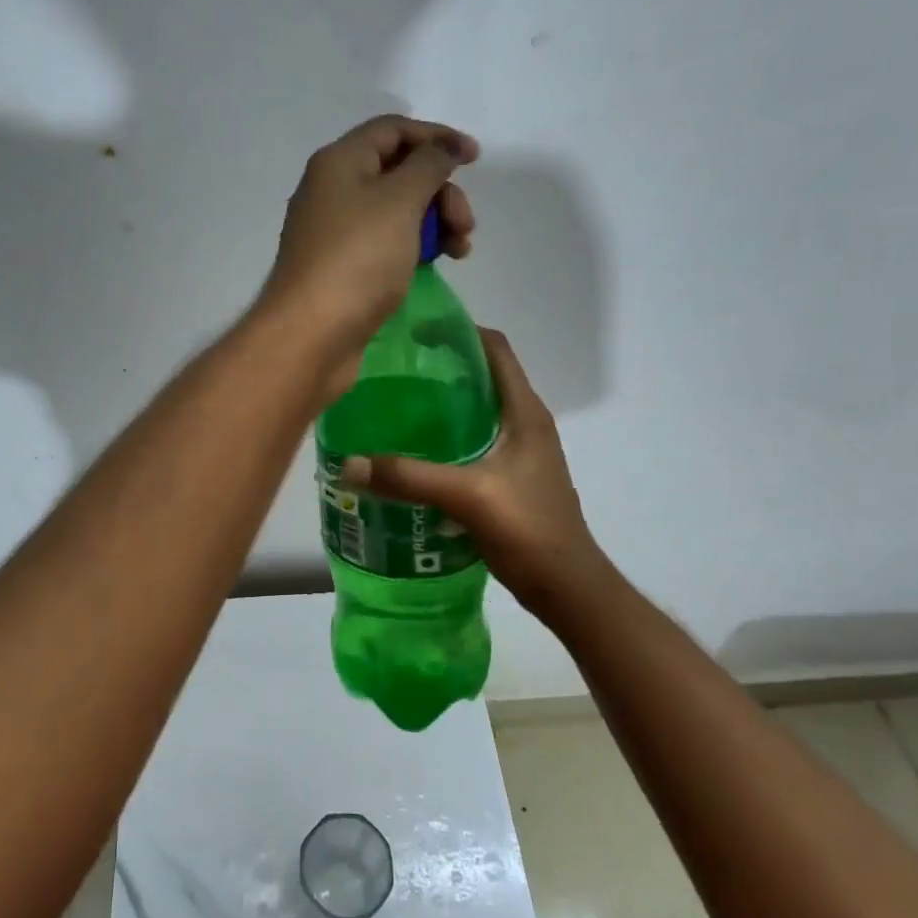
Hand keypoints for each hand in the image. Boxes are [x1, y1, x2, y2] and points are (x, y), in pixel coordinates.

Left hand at [260, 115, 476, 392]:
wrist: (312, 333)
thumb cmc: (357, 259)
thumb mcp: (400, 200)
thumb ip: (429, 165)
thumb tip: (444, 147)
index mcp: (339, 162)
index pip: (393, 130)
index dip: (437, 137)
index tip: (475, 159)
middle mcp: (332, 190)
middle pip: (399, 171)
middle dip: (440, 191)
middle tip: (464, 224)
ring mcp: (336, 231)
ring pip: (397, 210)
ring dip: (435, 221)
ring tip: (459, 251)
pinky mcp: (343, 266)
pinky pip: (387, 241)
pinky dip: (415, 246)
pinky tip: (437, 264)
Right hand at [337, 327, 605, 630]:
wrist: (568, 587)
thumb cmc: (530, 529)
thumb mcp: (468, 497)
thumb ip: (410, 478)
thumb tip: (349, 463)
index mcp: (524, 411)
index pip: (495, 348)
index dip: (458, 330)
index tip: (413, 330)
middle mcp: (525, 421)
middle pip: (482, 374)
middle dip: (440, 364)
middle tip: (392, 367)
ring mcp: (520, 449)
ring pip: (477, 408)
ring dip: (442, 401)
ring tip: (395, 404)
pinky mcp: (510, 474)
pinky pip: (473, 439)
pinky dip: (445, 434)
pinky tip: (414, 450)